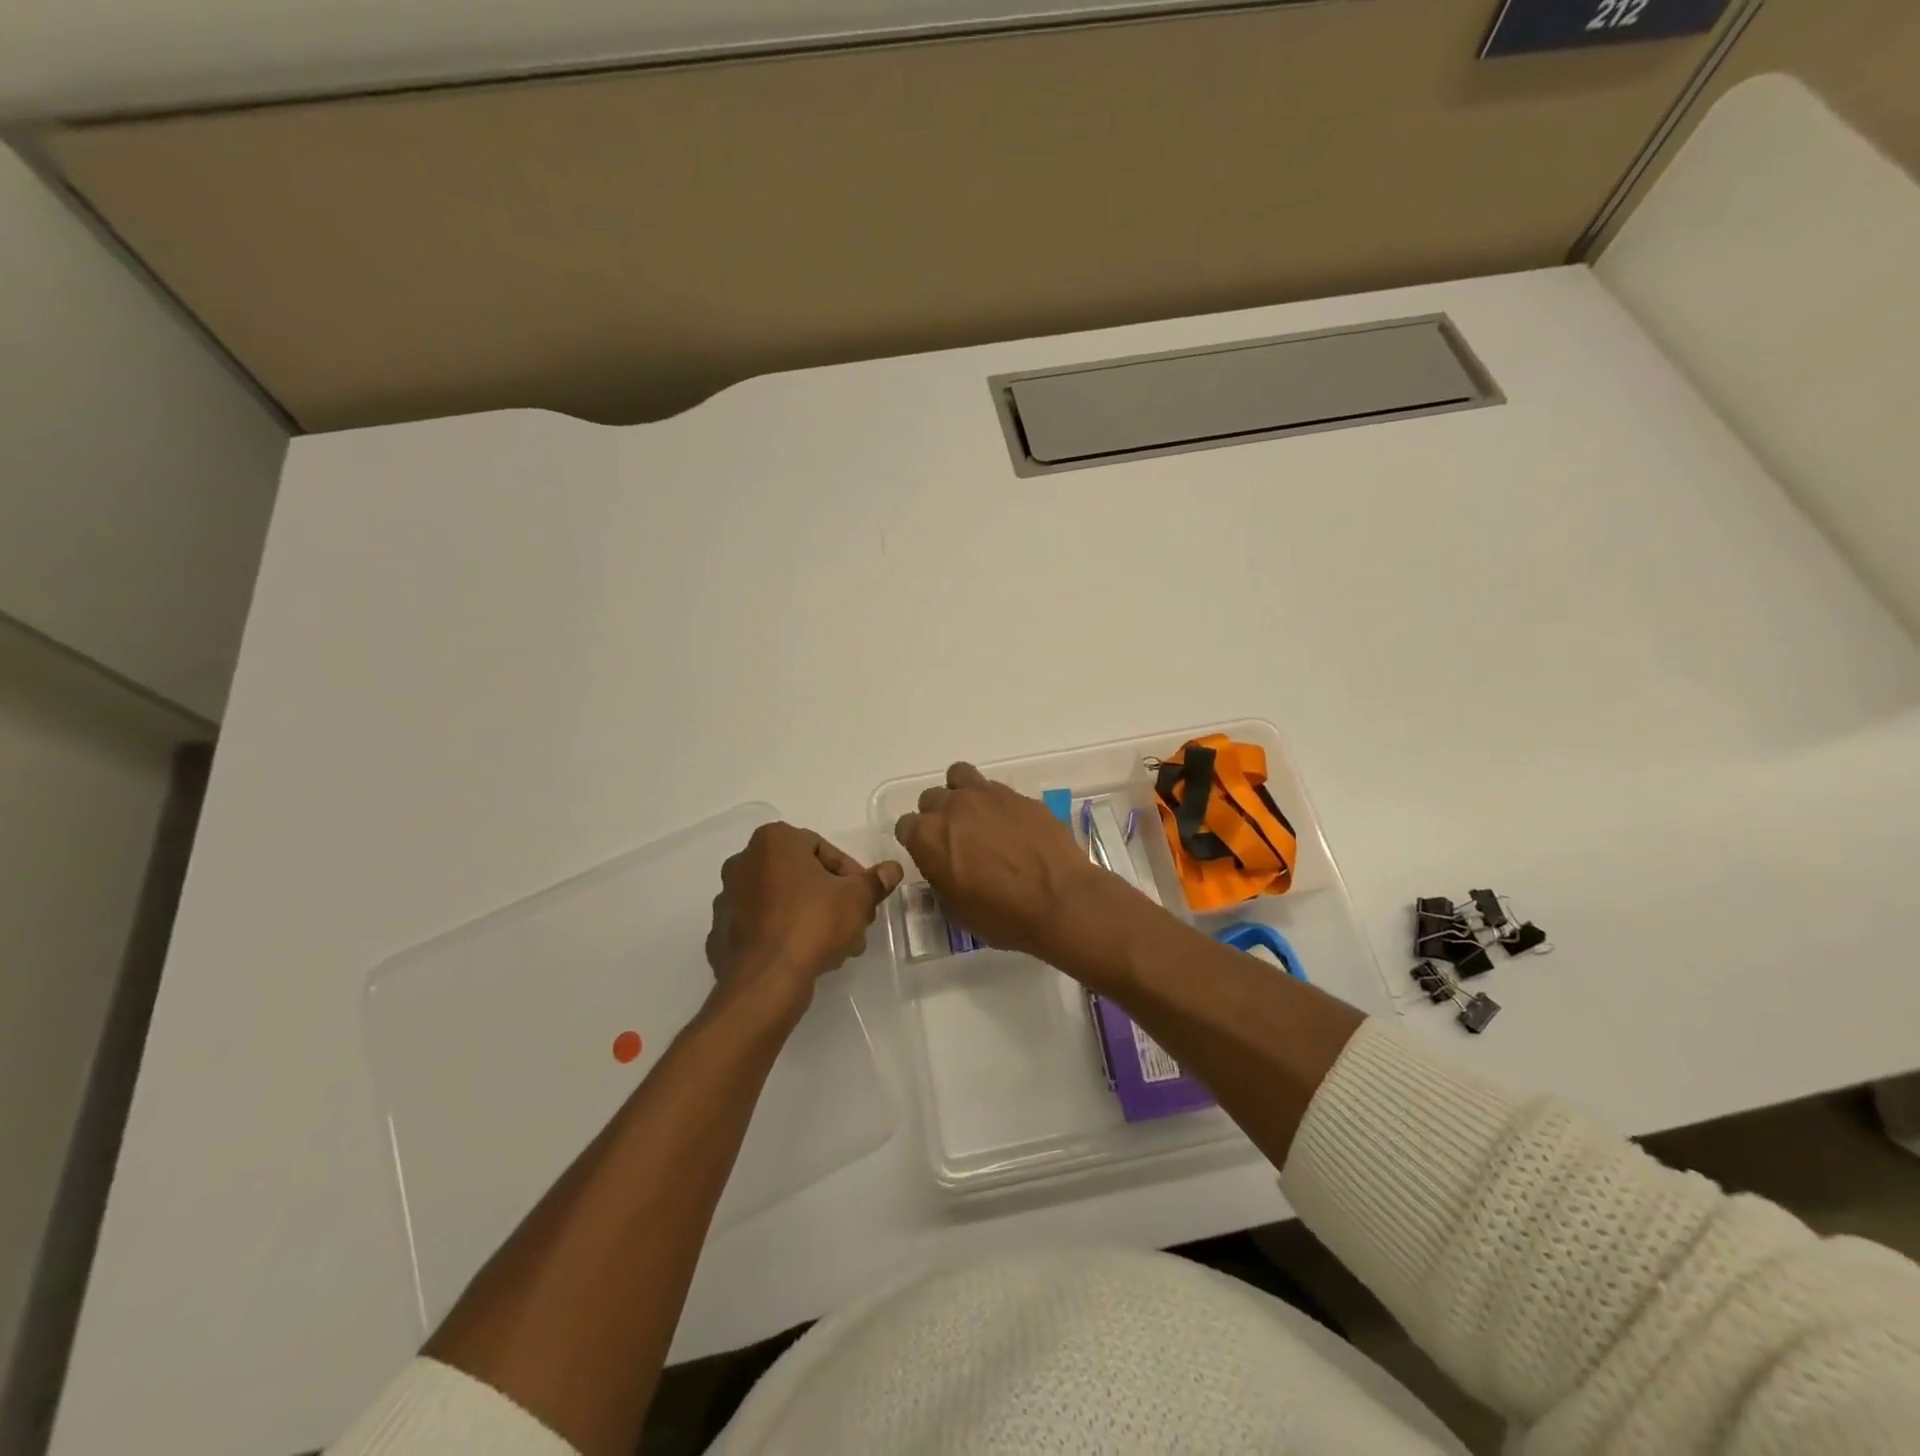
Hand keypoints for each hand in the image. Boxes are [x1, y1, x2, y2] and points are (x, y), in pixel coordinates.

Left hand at [706, 823, 902, 1007]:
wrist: (766, 980)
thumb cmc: (813, 922)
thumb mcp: (856, 898)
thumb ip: (875, 881)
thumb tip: (892, 869)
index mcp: (773, 840)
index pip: (822, 848)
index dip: (850, 874)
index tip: (863, 899)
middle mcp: (744, 861)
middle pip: (801, 875)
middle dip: (831, 898)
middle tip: (854, 923)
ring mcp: (727, 898)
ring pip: (782, 902)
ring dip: (811, 917)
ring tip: (836, 947)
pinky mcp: (720, 933)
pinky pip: (762, 926)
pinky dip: (785, 935)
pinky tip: (806, 957)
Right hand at [893, 763, 1126, 961]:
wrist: (1061, 900)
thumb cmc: (1003, 916)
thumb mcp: (956, 909)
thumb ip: (940, 876)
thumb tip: (943, 865)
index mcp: (929, 837)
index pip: (906, 826)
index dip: (917, 841)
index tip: (930, 855)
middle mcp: (953, 807)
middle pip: (931, 798)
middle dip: (937, 815)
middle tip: (955, 838)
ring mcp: (988, 795)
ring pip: (960, 776)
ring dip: (961, 793)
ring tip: (977, 816)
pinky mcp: (1019, 795)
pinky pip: (996, 789)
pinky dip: (996, 803)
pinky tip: (1011, 826)